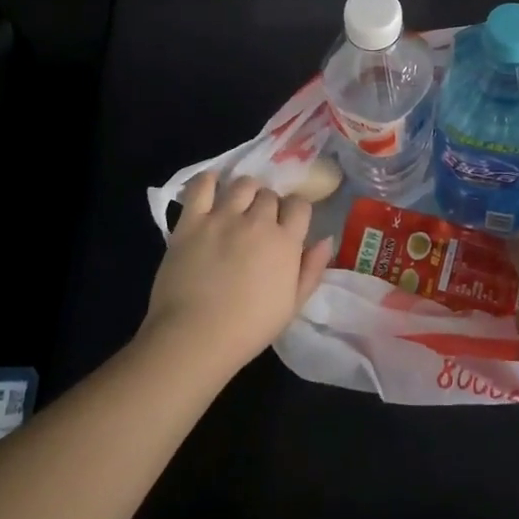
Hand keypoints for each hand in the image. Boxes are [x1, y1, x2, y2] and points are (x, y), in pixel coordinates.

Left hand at [140, 172, 333, 379]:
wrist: (195, 337)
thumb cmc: (249, 328)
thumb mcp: (292, 305)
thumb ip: (312, 269)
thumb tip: (327, 240)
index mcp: (285, 242)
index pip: (299, 205)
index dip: (295, 211)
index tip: (288, 224)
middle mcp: (257, 221)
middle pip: (269, 194)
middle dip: (268, 204)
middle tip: (259, 222)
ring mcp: (222, 217)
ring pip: (242, 184)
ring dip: (245, 191)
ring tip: (238, 206)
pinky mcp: (192, 221)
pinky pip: (201, 186)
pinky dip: (209, 181)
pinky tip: (212, 186)